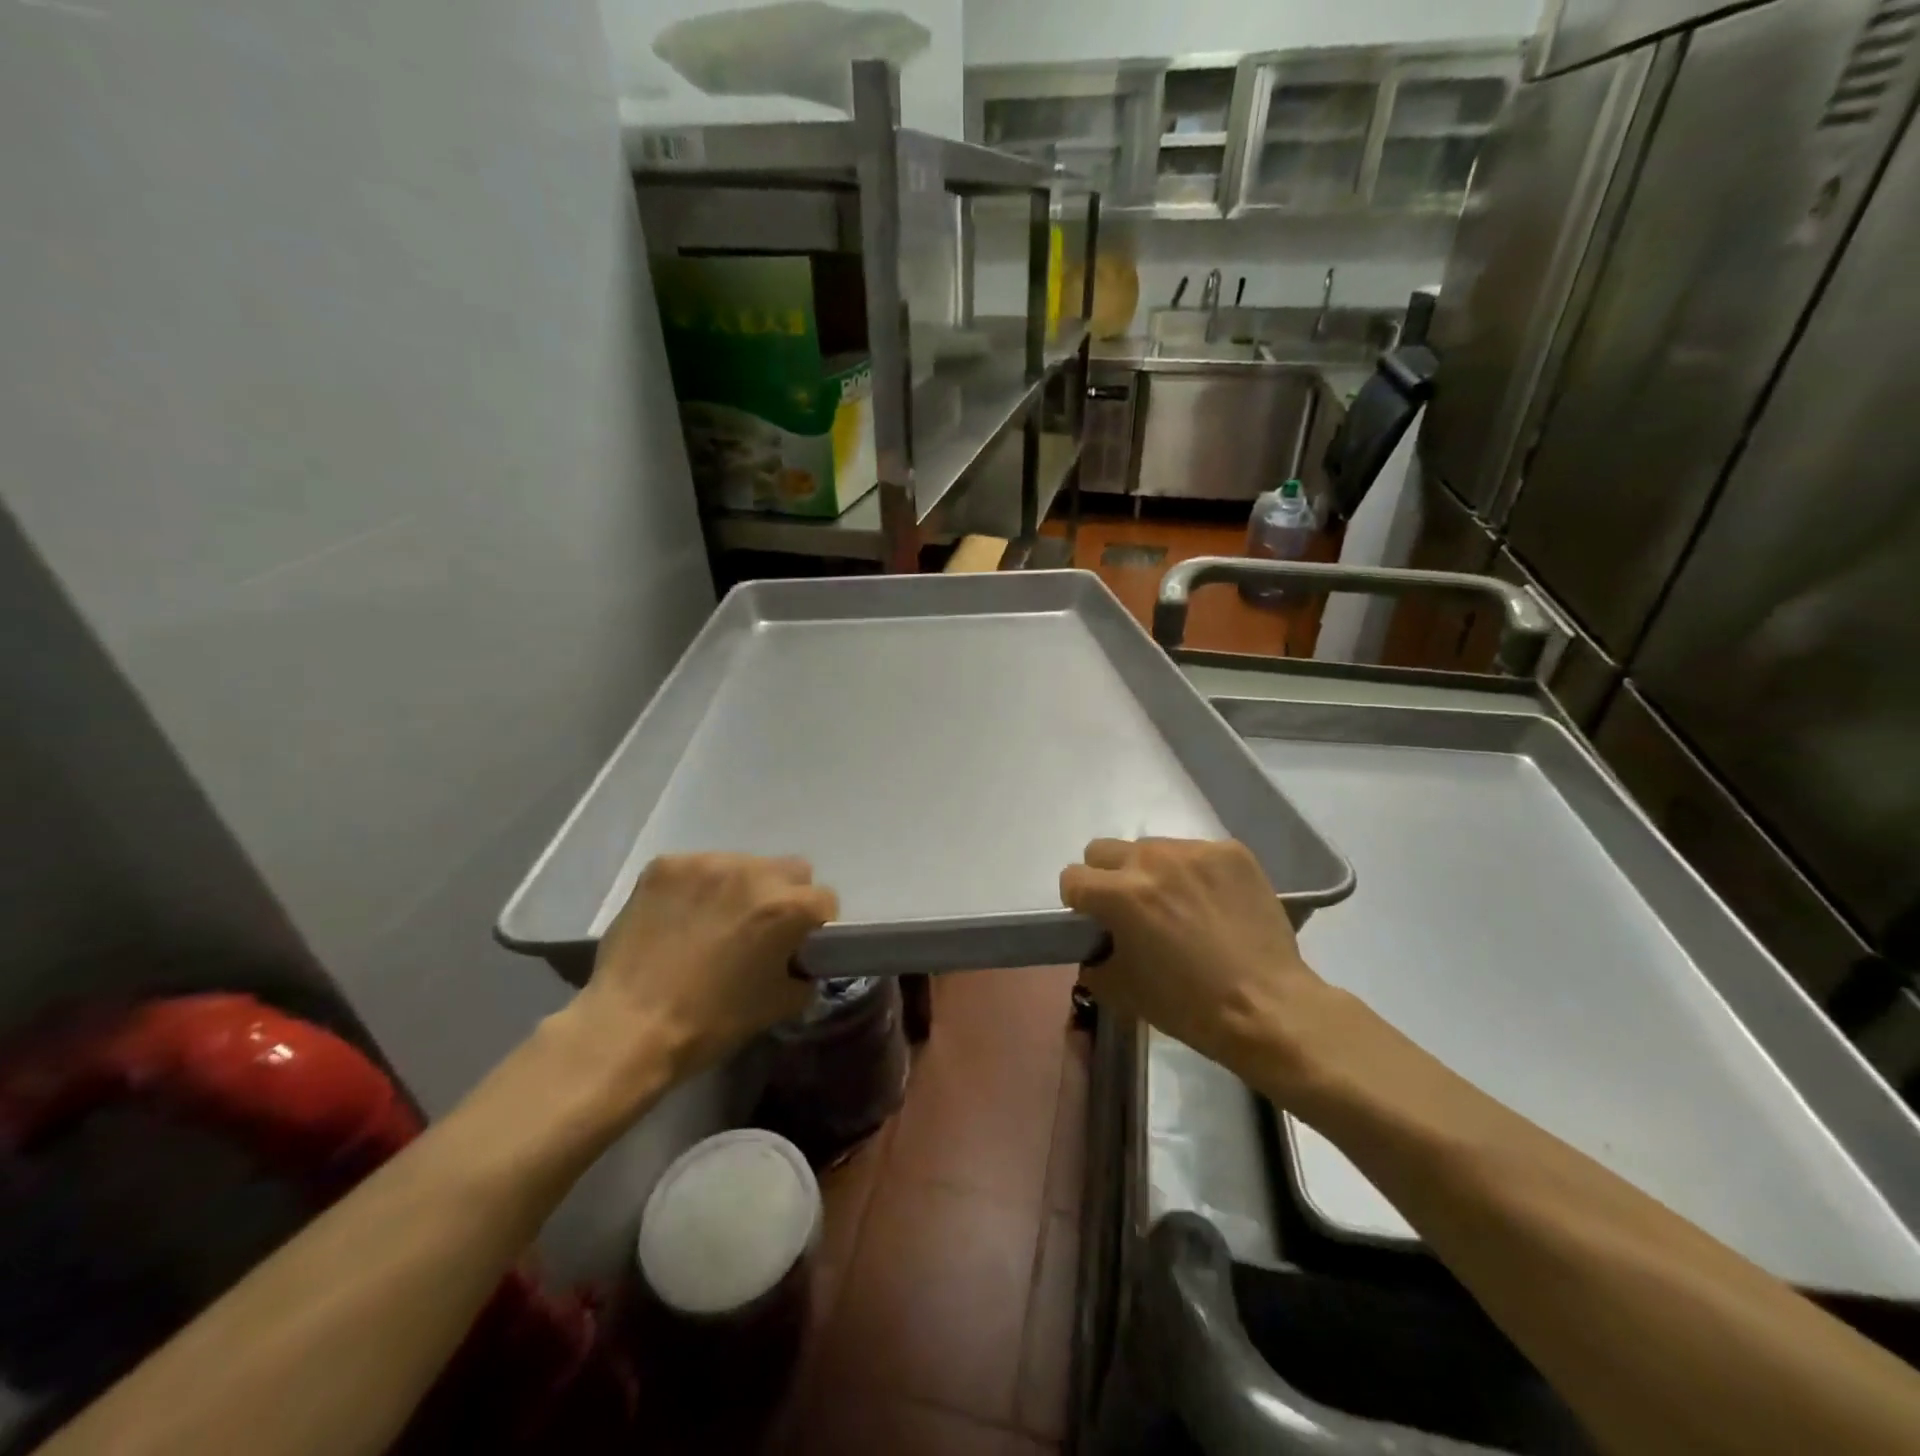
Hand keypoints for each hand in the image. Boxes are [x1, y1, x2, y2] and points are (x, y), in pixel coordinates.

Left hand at [564, 854, 835, 1099]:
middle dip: (783, 895)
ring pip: (742, 865)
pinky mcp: (666, 865)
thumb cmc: (712, 1022)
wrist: (629, 1027)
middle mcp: (753, 872)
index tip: (798, 944)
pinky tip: (678, 918)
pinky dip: (695, 889)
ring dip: (738, 888)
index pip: (824, 899)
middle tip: (758, 929)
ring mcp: (706, 863)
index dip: (815, 925)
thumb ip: (802, 974)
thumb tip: (800, 963)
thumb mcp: (778, 1005)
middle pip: (790, 870)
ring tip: (711, 923)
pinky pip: (696, 869)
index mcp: (787, 906)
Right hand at [1060, 838, 1346, 1097]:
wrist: (1268, 1008)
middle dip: (1108, 877)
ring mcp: (1195, 851)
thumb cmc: (1188, 1005)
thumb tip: (1095, 944)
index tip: (1096, 922)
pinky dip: (1195, 874)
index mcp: (1121, 893)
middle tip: (1133, 910)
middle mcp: (1153, 859)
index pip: (1072, 877)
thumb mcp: (1120, 990)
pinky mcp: (1232, 852)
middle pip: (1104, 850)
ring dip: (1153, 872)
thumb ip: (1094, 957)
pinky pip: (1195, 853)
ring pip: (1151, 848)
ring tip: (1180, 907)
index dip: (1079, 903)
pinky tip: (1213, 905)